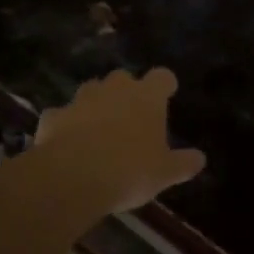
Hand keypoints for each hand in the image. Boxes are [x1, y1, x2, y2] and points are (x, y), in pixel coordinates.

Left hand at [34, 68, 205, 221]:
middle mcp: (114, 89)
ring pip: (91, 91)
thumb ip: (183, 163)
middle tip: (131, 115)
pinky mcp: (54, 116)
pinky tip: (67, 144)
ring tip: (99, 128)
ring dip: (96, 104)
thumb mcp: (164, 173)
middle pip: (123, 78)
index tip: (167, 94)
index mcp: (146, 97)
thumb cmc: (129, 170)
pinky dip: (66, 125)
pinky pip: (63, 115)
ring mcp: (81, 99)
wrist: (72, 176)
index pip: (162, 77)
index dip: (164, 85)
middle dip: (126, 91)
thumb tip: (200, 158)